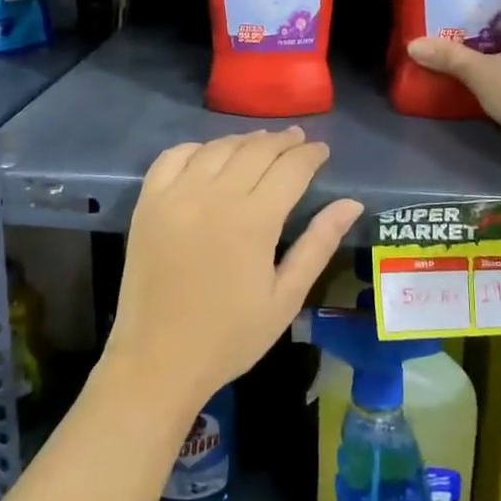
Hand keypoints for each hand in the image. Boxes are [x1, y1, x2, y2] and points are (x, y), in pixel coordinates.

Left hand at [107, 127, 362, 412]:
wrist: (158, 360)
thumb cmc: (230, 336)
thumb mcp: (286, 298)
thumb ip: (318, 244)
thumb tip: (351, 203)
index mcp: (253, 221)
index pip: (290, 168)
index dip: (310, 155)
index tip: (322, 150)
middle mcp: (214, 196)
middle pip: (255, 151)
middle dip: (282, 141)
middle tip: (299, 140)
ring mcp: (176, 196)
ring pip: (217, 148)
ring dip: (244, 140)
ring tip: (262, 144)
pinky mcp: (148, 204)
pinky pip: (173, 157)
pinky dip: (196, 148)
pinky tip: (210, 155)